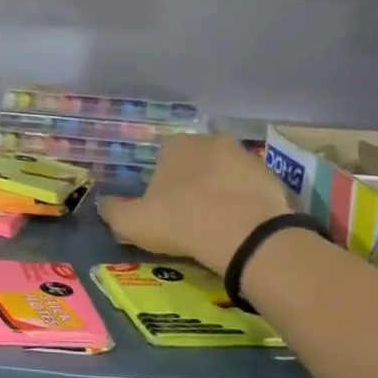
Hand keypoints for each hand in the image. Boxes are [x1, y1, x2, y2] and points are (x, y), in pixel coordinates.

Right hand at [99, 134, 292, 273]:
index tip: (163, 211)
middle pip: (196, 164)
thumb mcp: (133, 223)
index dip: (161, 186)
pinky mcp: (274, 178)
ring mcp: (247, 157)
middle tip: (190, 220)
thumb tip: (104, 205)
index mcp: (176, 145)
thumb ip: (113, 212)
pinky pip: (252, 191)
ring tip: (218, 228)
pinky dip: (246, 205)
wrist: (248, 237)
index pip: (163, 159)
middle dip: (193, 185)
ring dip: (221, 194)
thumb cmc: (183, 221)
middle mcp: (211, 141)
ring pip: (225, 176)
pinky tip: (242, 230)